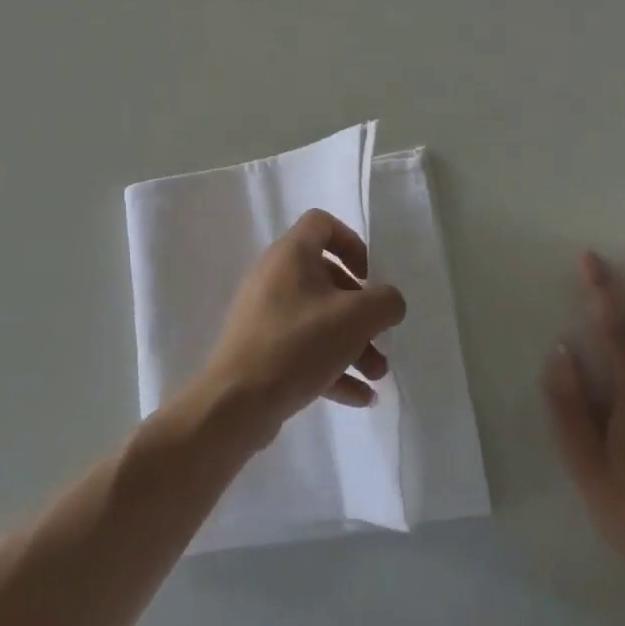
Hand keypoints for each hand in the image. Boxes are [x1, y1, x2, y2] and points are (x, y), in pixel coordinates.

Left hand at [192, 210, 405, 450]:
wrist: (236, 401)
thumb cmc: (298, 343)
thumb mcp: (356, 318)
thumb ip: (385, 302)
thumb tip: (389, 302)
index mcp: (291, 254)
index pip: (322, 224)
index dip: (351, 243)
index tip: (368, 277)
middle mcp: (274, 276)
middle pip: (326, 279)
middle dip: (360, 310)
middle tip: (380, 336)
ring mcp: (264, 314)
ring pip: (318, 319)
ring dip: (352, 343)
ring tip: (377, 376)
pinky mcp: (261, 349)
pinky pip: (303, 349)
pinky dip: (332, 366)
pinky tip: (360, 396)